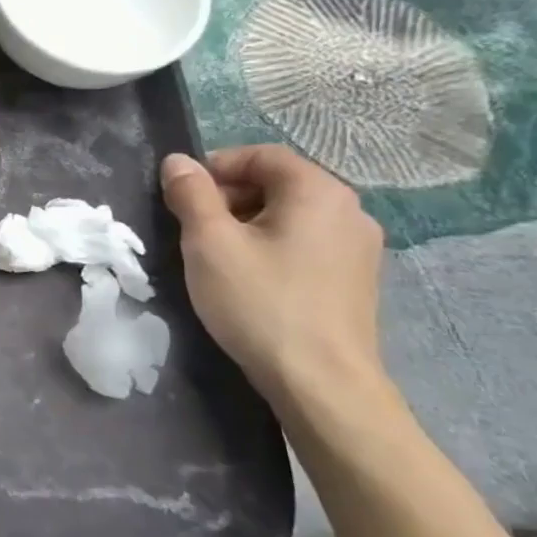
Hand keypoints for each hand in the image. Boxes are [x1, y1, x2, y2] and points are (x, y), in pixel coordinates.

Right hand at [160, 145, 384, 404]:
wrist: (321, 381)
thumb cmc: (260, 302)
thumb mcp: (209, 243)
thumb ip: (190, 194)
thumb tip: (177, 161)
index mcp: (318, 192)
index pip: (262, 155)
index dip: (215, 166)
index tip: (180, 195)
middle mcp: (349, 210)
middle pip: (278, 183)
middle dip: (228, 196)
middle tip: (192, 227)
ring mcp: (359, 247)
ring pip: (290, 215)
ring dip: (247, 223)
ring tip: (215, 256)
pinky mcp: (355, 278)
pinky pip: (306, 243)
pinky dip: (271, 246)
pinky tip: (249, 278)